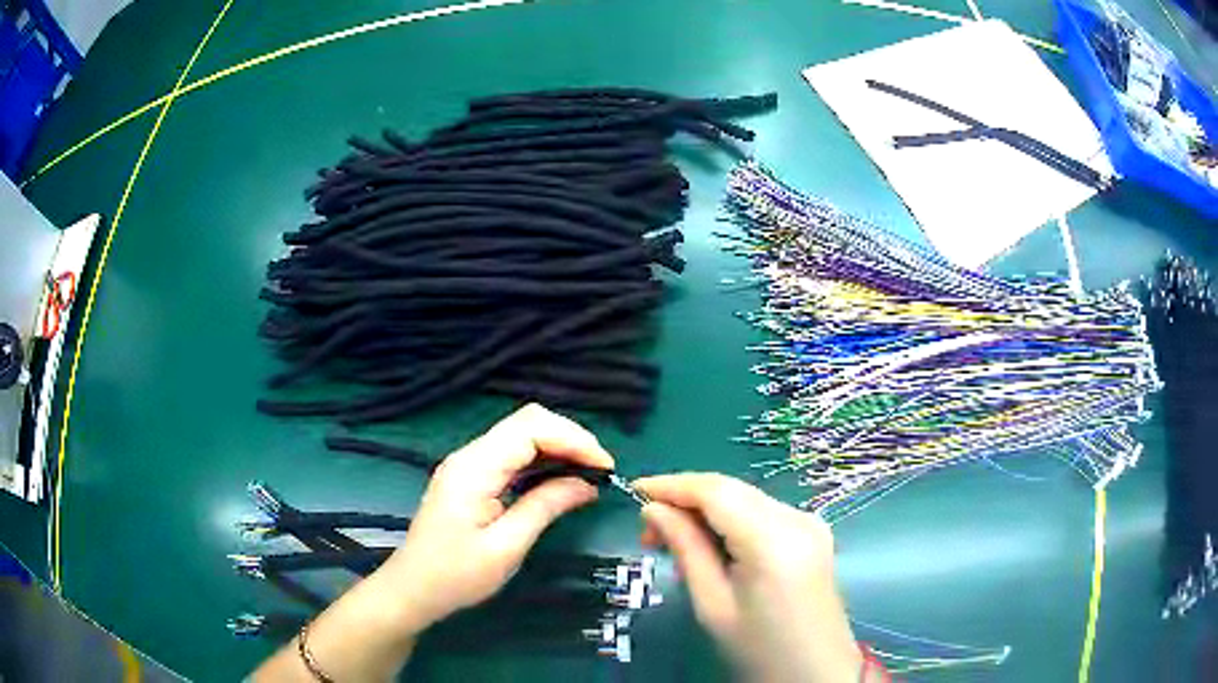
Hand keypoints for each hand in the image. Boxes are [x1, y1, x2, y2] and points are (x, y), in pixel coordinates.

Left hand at [253, 404, 612, 681]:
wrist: (413, 590)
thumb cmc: (457, 576)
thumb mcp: (507, 547)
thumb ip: (545, 507)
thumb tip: (588, 484)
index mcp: (474, 468)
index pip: (531, 428)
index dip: (573, 439)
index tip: (605, 467)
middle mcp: (469, 455)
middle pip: (527, 422)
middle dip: (569, 438)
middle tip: (599, 469)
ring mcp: (468, 465)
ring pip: (520, 435)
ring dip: (557, 448)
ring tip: (587, 474)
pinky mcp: (470, 478)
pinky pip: (511, 455)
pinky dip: (541, 461)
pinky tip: (559, 481)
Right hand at [636, 473, 863, 682]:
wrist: (814, 673)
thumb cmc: (758, 650)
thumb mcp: (713, 605)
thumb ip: (686, 550)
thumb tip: (653, 510)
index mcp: (774, 539)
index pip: (716, 491)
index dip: (672, 485)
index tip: (634, 492)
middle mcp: (797, 518)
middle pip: (732, 491)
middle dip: (686, 501)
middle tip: (648, 533)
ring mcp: (810, 523)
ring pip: (746, 500)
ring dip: (707, 512)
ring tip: (675, 545)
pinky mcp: (813, 534)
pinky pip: (763, 514)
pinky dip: (731, 523)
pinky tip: (712, 549)